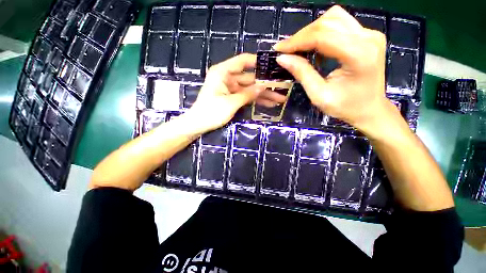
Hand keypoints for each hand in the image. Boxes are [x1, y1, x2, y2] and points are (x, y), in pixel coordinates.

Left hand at [185, 53, 285, 132]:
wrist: (198, 124)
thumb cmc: (211, 112)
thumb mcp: (231, 103)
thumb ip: (248, 94)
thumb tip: (263, 86)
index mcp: (223, 72)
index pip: (243, 61)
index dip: (258, 62)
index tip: (273, 66)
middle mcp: (227, 77)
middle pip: (250, 78)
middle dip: (265, 84)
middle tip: (282, 87)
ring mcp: (230, 88)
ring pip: (250, 89)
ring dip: (263, 94)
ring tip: (279, 99)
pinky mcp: (231, 97)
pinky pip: (246, 96)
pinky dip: (255, 100)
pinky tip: (268, 104)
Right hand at [274, 5, 395, 133]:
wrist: (370, 109)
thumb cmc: (345, 107)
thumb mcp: (319, 95)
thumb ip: (302, 73)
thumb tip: (282, 58)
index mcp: (358, 55)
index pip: (323, 36)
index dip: (297, 40)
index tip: (279, 49)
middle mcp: (368, 38)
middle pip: (328, 22)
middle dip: (303, 35)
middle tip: (287, 50)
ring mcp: (370, 34)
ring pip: (334, 18)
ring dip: (312, 31)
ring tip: (299, 47)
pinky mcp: (368, 35)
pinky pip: (340, 24)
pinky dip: (322, 32)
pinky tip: (315, 47)